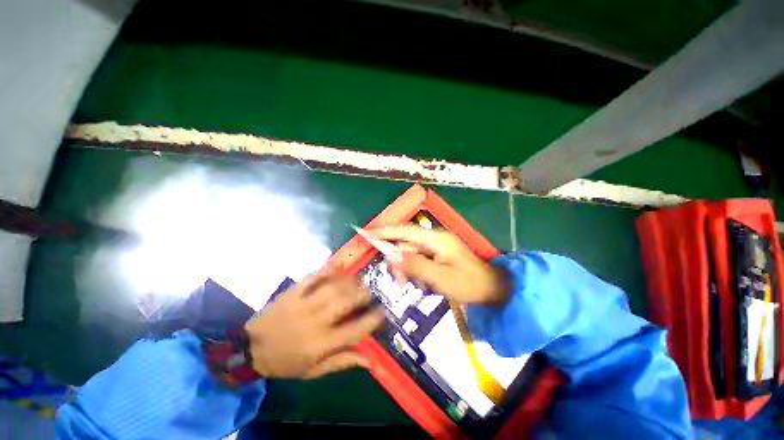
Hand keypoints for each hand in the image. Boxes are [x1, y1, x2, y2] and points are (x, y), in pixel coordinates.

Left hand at [244, 271, 384, 379]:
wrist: (250, 349)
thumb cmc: (285, 362)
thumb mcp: (314, 371)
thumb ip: (342, 362)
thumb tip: (369, 361)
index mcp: (321, 344)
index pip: (355, 330)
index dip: (372, 319)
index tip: (383, 311)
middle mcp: (315, 321)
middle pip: (346, 302)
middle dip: (363, 294)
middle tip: (371, 292)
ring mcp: (303, 304)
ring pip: (333, 286)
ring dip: (350, 281)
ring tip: (359, 280)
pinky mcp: (292, 292)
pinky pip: (314, 277)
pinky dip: (328, 270)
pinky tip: (338, 268)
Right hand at [372, 226, 508, 303]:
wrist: (493, 288)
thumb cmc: (468, 283)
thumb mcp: (440, 278)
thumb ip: (415, 266)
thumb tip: (392, 257)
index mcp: (436, 239)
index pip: (405, 231)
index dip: (385, 231)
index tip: (367, 233)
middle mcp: (434, 238)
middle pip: (406, 244)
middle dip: (399, 262)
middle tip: (399, 282)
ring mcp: (437, 246)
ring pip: (412, 254)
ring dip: (409, 269)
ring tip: (416, 286)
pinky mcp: (438, 255)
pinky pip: (420, 260)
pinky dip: (417, 271)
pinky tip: (425, 284)